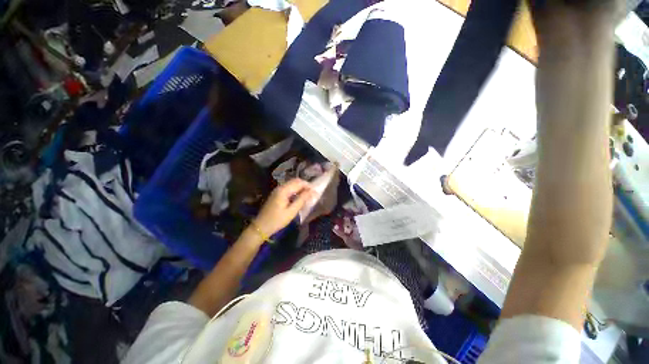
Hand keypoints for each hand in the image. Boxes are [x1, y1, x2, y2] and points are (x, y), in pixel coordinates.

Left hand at [251, 179, 314, 237]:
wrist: (261, 227)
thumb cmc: (277, 220)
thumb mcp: (291, 211)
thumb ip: (302, 200)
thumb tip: (312, 191)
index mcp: (283, 190)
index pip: (299, 183)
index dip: (308, 186)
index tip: (315, 192)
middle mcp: (280, 187)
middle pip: (295, 181)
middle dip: (305, 186)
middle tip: (312, 194)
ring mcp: (277, 190)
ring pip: (292, 184)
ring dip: (300, 188)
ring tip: (307, 197)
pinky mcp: (276, 194)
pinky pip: (288, 188)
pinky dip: (295, 191)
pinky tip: (299, 198)